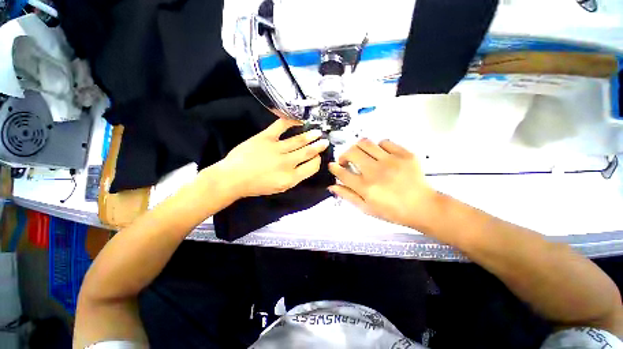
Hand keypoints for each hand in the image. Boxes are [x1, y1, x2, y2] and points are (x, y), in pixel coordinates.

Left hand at [216, 118, 329, 198]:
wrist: (233, 178)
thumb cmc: (256, 186)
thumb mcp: (280, 188)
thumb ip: (295, 178)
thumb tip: (305, 166)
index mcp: (291, 178)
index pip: (312, 167)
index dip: (317, 161)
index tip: (318, 157)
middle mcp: (287, 163)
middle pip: (308, 152)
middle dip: (318, 146)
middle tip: (325, 141)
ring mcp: (277, 148)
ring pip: (299, 140)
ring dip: (310, 135)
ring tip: (318, 132)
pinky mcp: (266, 137)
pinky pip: (281, 126)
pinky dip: (291, 121)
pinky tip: (299, 121)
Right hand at [328, 139, 439, 229]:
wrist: (423, 207)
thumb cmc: (392, 211)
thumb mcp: (366, 208)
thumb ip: (348, 195)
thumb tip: (332, 186)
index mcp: (365, 187)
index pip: (342, 172)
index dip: (334, 167)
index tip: (333, 166)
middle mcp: (375, 171)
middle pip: (351, 152)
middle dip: (344, 155)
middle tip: (347, 161)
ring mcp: (391, 160)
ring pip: (365, 143)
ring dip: (358, 148)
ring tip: (362, 155)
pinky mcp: (404, 154)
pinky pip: (384, 142)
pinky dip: (378, 147)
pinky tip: (381, 155)